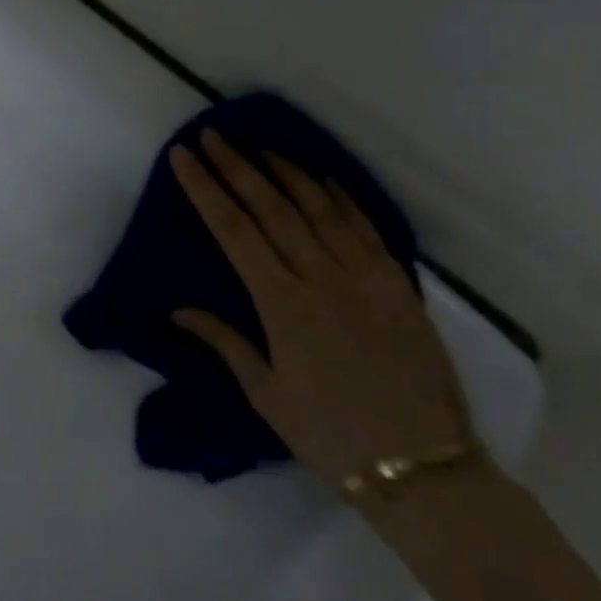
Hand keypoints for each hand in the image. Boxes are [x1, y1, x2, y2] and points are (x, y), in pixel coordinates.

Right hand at [168, 129, 473, 484]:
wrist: (419, 464)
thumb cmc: (327, 432)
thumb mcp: (264, 392)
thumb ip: (224, 341)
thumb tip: (180, 309)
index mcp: (282, 305)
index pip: (234, 232)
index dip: (206, 190)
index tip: (185, 158)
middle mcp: (322, 279)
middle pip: (273, 209)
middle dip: (238, 168)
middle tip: (213, 136)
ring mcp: (366, 279)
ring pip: (321, 209)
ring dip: (287, 172)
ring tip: (260, 145)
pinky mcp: (399, 287)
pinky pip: (366, 230)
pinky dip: (342, 198)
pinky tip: (325, 178)